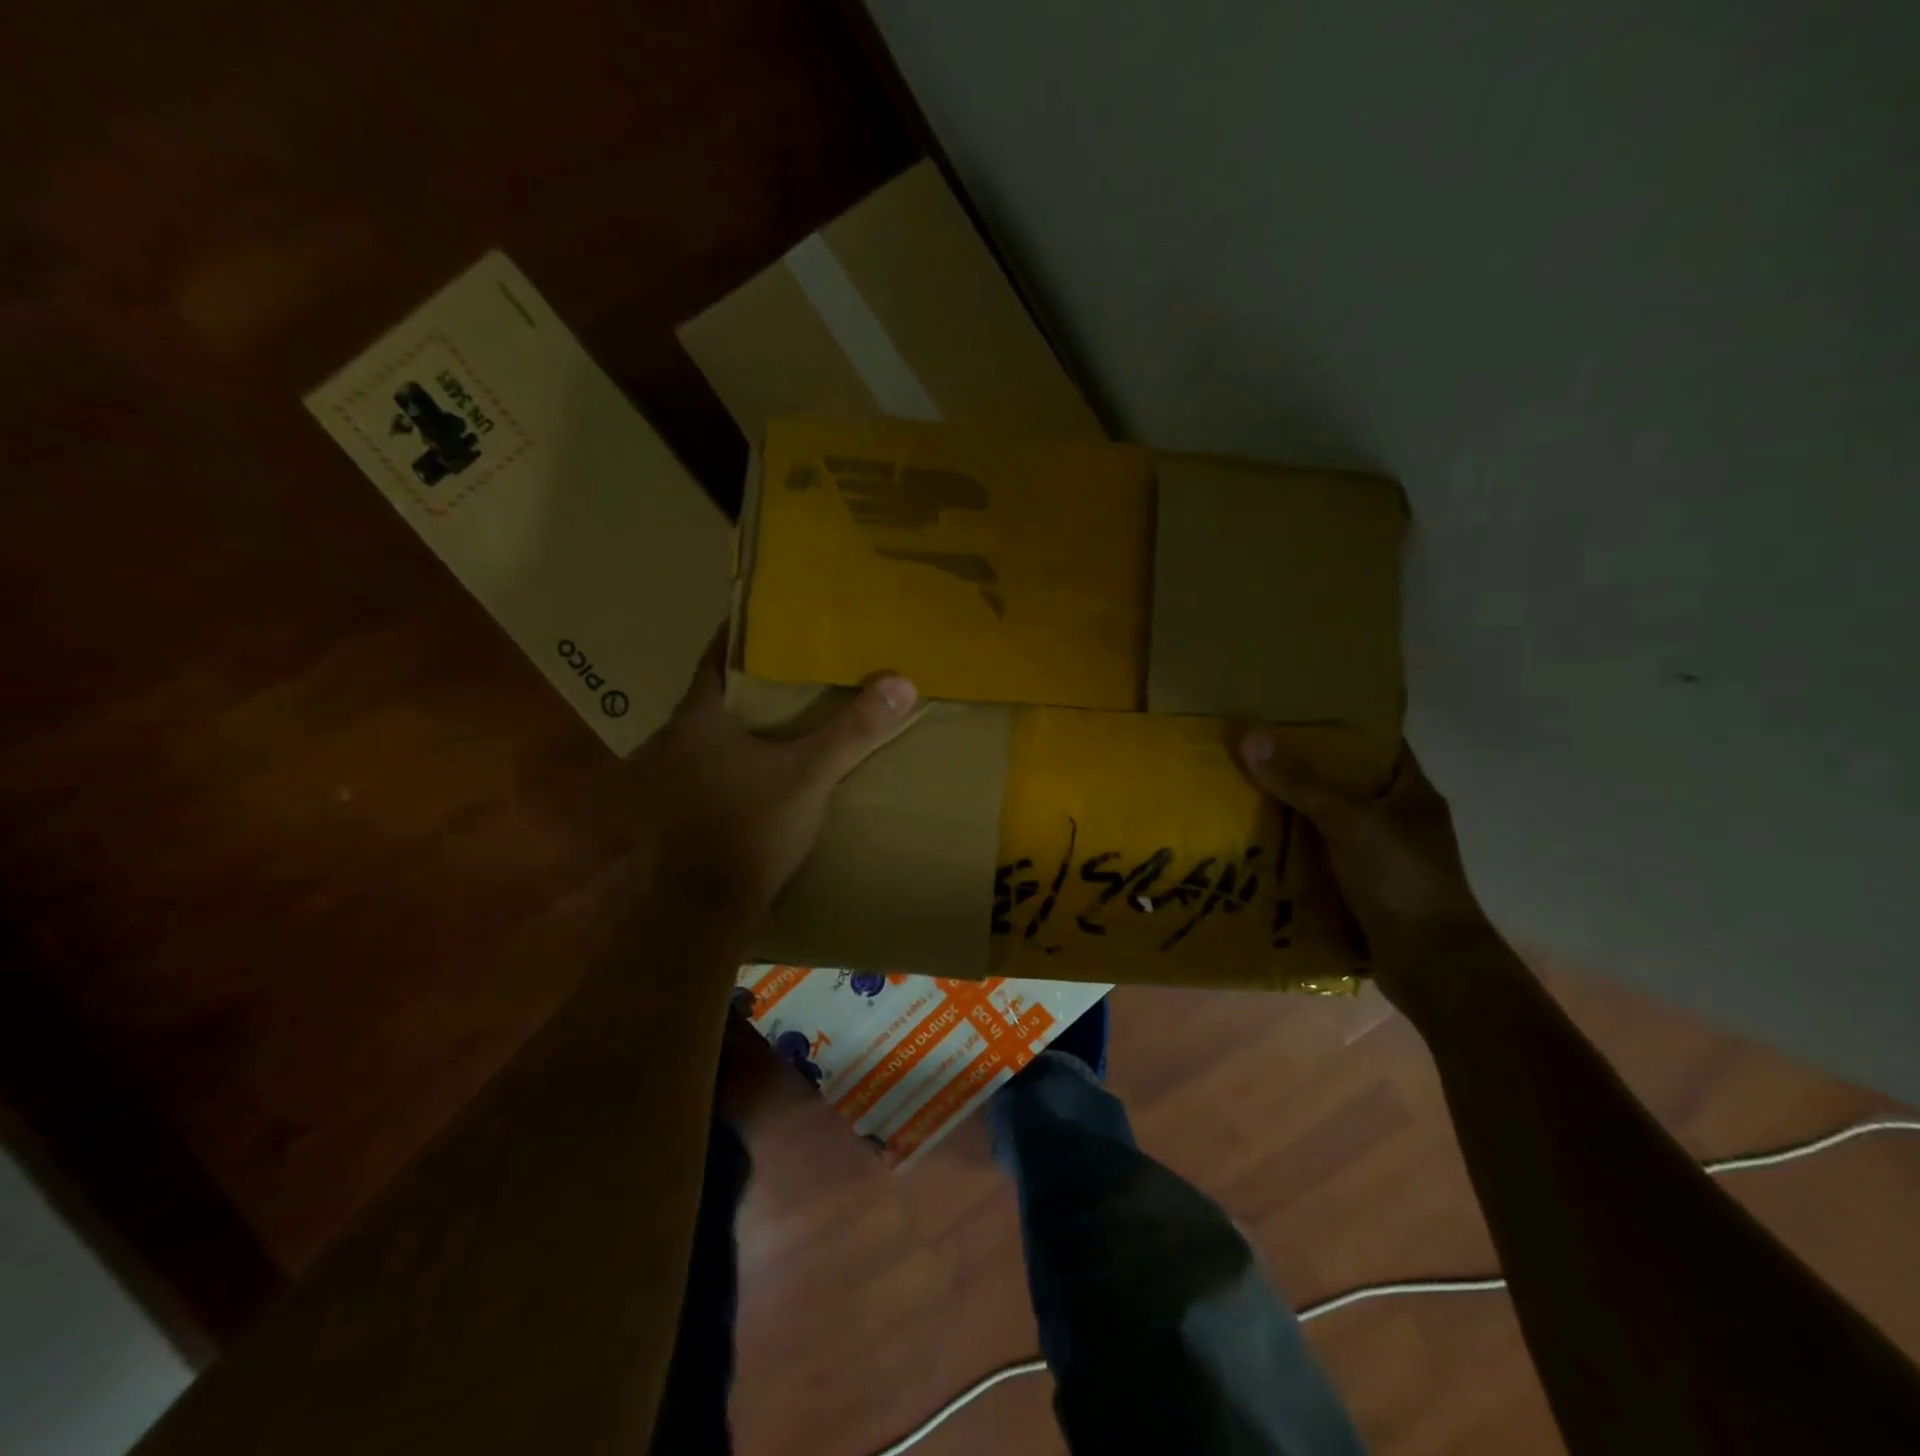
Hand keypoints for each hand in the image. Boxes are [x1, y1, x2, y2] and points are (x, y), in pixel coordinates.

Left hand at [630, 634, 917, 919]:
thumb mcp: (810, 776)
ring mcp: (668, 776)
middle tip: (793, 665)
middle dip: (750, 680)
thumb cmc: (751, 829)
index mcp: (698, 718)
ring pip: (708, 731)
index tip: (774, 621)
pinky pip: (707, 763)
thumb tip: (901, 683)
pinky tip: (760, 763)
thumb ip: (852, 730)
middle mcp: (673, 739)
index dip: (743, 636)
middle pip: (714, 694)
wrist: (705, 909)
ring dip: (740, 720)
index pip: (717, 657)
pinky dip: (732, 754)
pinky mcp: (676, 808)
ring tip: (783, 710)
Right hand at [1237, 732, 1494, 986]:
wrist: (1431, 963)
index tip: (1297, 714)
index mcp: (1412, 794)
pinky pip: (1326, 859)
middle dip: (1307, 771)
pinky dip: (1299, 852)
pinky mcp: (1367, 890)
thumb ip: (1300, 781)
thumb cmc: (1400, 878)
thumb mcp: (1347, 820)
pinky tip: (1263, 845)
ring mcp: (1385, 858)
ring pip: (1334, 824)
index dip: (1344, 727)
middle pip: (1349, 784)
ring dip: (1298, 814)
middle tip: (1258, 753)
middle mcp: (1401, 821)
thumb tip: (1251, 735)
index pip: (1379, 745)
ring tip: (1248, 794)